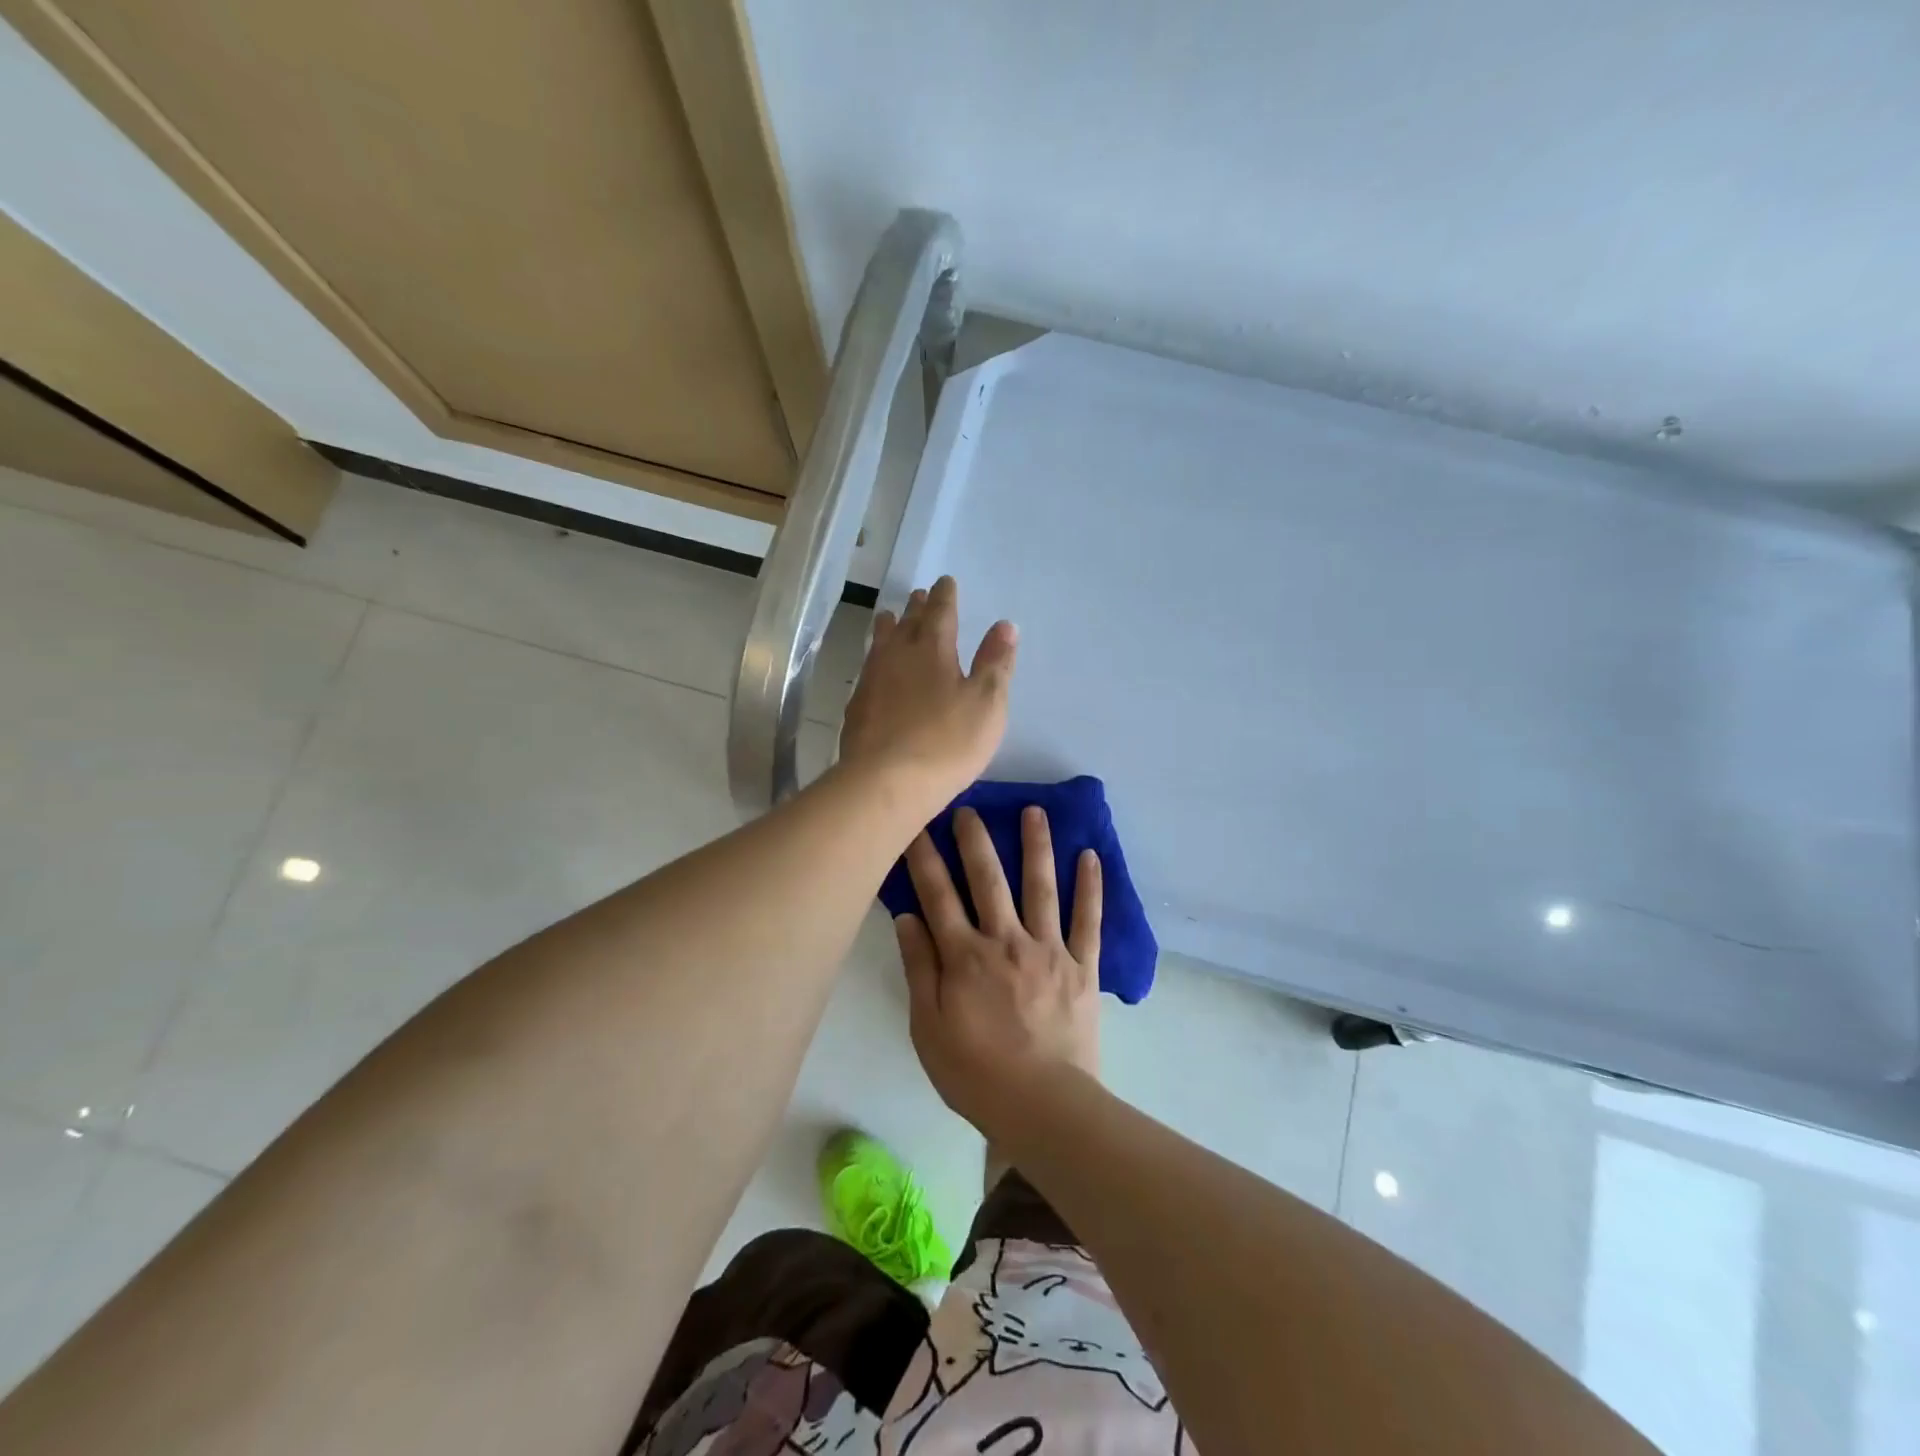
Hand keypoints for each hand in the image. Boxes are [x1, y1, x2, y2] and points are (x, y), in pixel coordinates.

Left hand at [839, 576, 1016, 813]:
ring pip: (880, 643)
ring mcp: (872, 681)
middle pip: (906, 623)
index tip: (945, 582)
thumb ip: (995, 663)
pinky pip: (868, 671)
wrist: (885, 783)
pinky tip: (875, 671)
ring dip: (888, 628)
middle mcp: (897, 655)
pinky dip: (875, 661)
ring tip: (888, 617)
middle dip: (916, 608)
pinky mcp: (856, 709)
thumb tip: (1005, 625)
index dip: (945, 596)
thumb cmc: (947, 742)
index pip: (940, 612)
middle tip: (918, 595)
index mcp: (932, 649)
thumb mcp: (987, 703)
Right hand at [894, 804, 1102, 1134]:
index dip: (924, 858)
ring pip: (1041, 888)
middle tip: (969, 806)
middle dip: (975, 840)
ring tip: (1034, 811)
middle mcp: (1006, 940)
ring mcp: (1048, 950)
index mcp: (965, 956)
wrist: (1042, 1105)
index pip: (937, 896)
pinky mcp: (1081, 967)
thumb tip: (907, 917)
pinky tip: (1090, 856)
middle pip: (988, 880)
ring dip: (1036, 846)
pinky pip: (1088, 921)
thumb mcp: (927, 1027)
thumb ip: (919, 968)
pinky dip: (1090, 888)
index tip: (916, 825)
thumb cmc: (974, 1072)